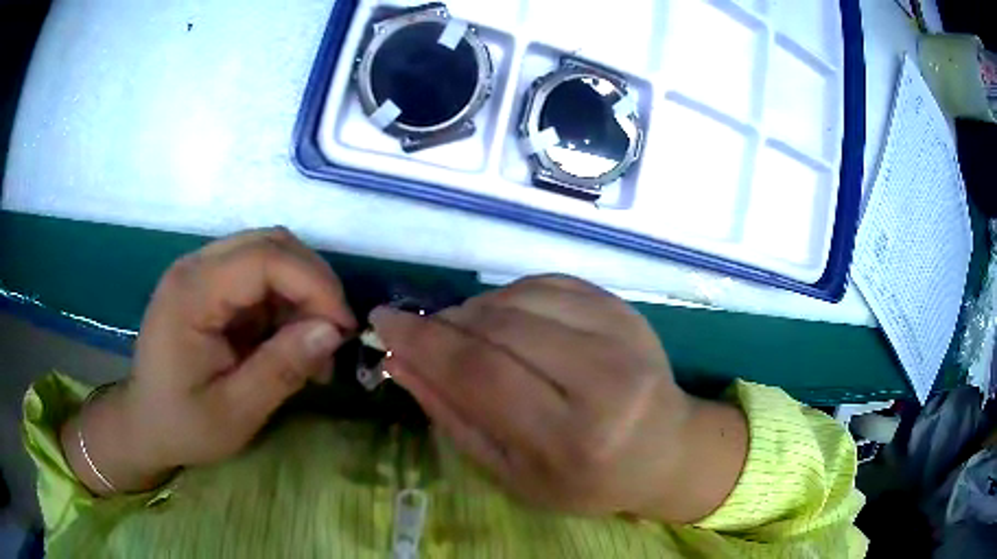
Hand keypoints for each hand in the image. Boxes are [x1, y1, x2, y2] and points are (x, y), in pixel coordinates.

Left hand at [63, 228, 356, 493]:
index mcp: (191, 293)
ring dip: (303, 292)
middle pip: (271, 244)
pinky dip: (287, 302)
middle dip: (314, 283)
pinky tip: (291, 339)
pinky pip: (260, 276)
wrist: (146, 424)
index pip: (265, 258)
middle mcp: (195, 267)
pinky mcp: (209, 286)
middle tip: (335, 334)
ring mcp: (201, 273)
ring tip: (315, 343)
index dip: (314, 284)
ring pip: (270, 254)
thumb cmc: (182, 425)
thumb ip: (281, 370)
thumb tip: (332, 332)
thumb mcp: (235, 413)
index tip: (343, 331)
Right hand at [371, 275, 747, 521]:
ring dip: (477, 308)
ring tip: (465, 330)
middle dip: (446, 322)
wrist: (664, 451)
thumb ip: (456, 418)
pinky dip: (513, 295)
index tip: (384, 321)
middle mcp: (605, 381)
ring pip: (524, 298)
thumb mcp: (513, 474)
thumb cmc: (586, 481)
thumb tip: (402, 362)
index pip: (482, 375)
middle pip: (501, 328)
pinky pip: (552, 283)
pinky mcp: (627, 311)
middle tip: (423, 329)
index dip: (423, 342)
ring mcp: (623, 337)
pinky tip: (506, 317)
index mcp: (572, 439)